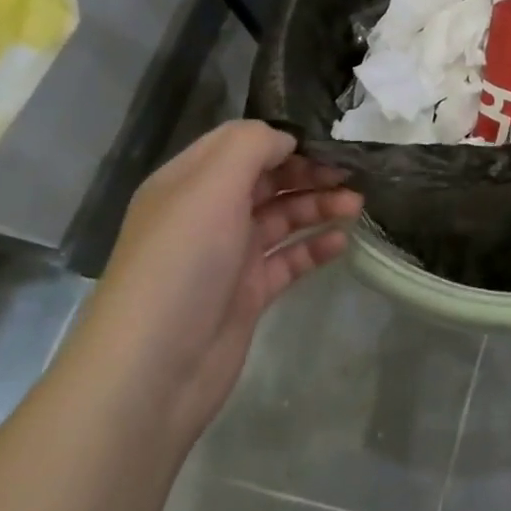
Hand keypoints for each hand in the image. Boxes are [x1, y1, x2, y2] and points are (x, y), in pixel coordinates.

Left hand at [69, 121, 361, 448]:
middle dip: (309, 172)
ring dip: (319, 206)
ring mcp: (228, 256)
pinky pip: (289, 260)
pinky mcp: (247, 293)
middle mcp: (207, 214)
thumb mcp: (211, 186)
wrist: (153, 371)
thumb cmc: (182, 263)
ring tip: (356, 207)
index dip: (283, 139)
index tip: (329, 141)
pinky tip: (341, 243)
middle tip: (353, 174)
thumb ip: (252, 146)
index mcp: (188, 183)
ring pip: (282, 218)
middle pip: (267, 180)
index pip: (241, 144)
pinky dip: (315, 248)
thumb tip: (287, 139)